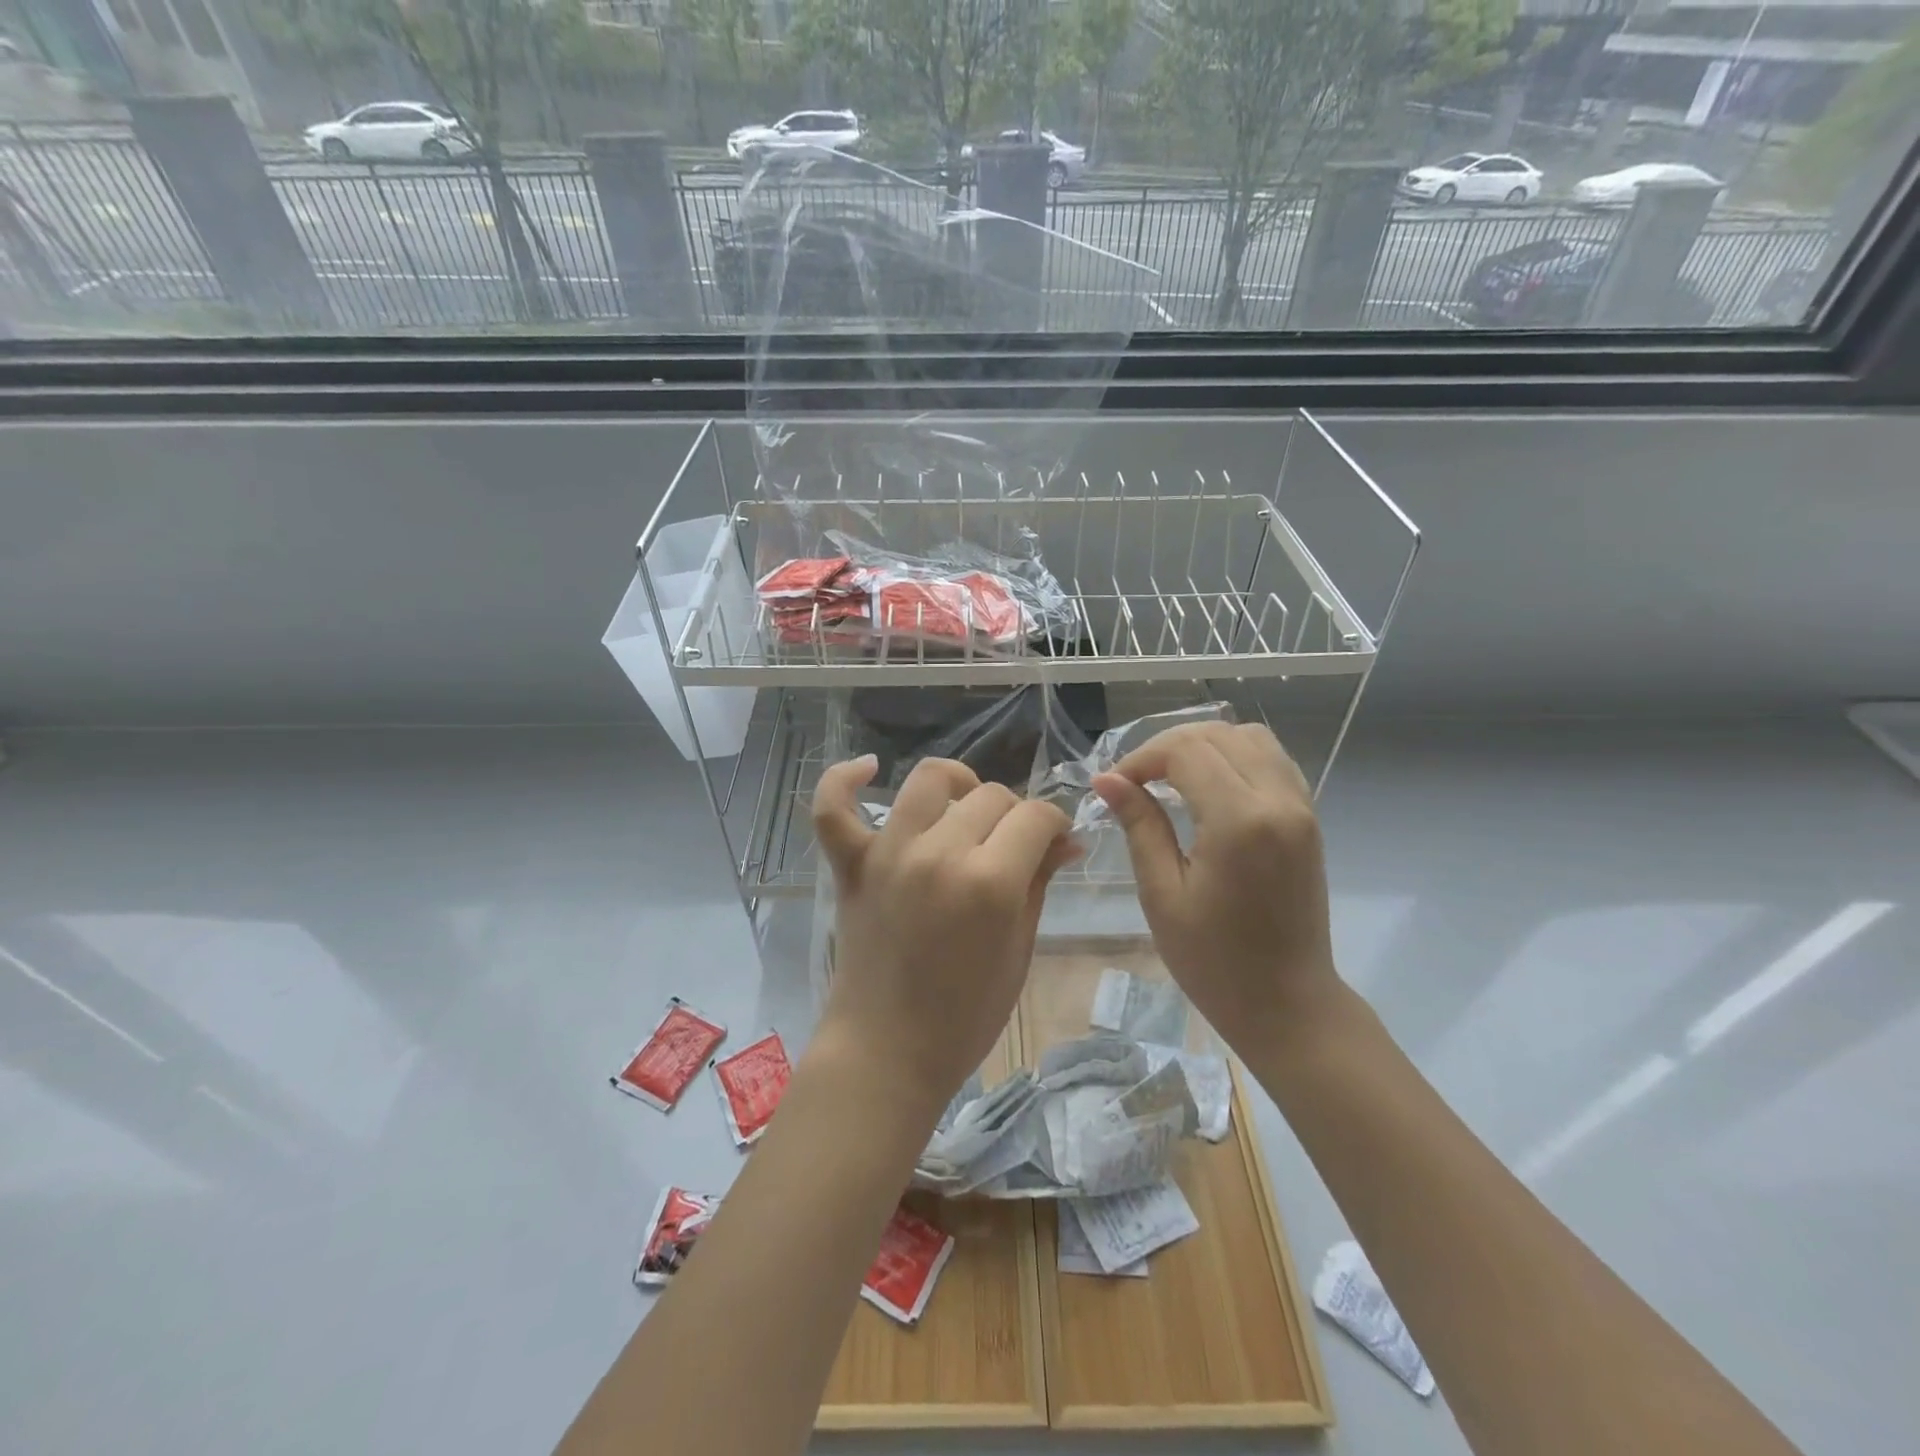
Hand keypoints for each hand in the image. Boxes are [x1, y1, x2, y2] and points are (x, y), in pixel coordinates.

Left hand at [811, 755, 1074, 1115]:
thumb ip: (1039, 883)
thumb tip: (1067, 840)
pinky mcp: (851, 864)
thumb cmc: (965, 1016)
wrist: (887, 1051)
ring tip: (965, 810)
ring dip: (958, 786)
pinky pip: (834, 807)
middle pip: (991, 796)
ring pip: (929, 780)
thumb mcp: (1018, 950)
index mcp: (990, 882)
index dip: (1055, 823)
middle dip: (1015, 816)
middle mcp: (939, 853)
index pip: (1035, 816)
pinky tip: (868, 768)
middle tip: (1015, 847)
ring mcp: (889, 853)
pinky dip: (845, 779)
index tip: (1057, 841)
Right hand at [1092, 722, 1338, 1048]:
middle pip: (1217, 735)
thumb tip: (1108, 780)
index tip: (1114, 787)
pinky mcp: (1308, 818)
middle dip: (1167, 747)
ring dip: (1204, 746)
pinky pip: (1272, 760)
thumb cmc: (1214, 962)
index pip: (1186, 751)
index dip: (1142, 758)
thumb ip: (1140, 826)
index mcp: (1240, 821)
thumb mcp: (1162, 895)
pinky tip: (1209, 786)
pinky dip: (1235, 757)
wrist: (1288, 1004)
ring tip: (1169, 778)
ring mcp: (1301, 807)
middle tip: (1134, 782)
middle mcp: (1278, 801)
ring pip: (1249, 738)